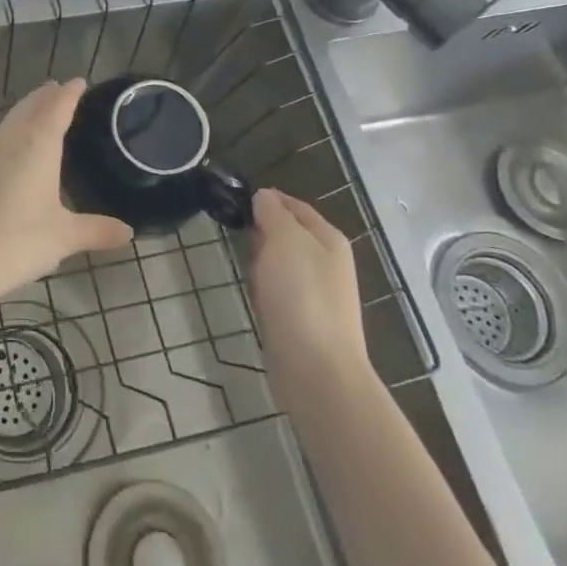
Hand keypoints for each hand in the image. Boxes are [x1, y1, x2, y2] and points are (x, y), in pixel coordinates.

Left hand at [0, 80, 133, 304]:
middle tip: (61, 89)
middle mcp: (11, 140)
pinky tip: (14, 146)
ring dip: (27, 109)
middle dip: (47, 96)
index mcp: (37, 145)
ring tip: (40, 109)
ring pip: (10, 120)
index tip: (80, 81)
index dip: (70, 93)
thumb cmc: (18, 242)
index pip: (57, 107)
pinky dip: (13, 129)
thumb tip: (129, 233)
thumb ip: (97, 230)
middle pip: (30, 107)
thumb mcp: (65, 237)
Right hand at [249, 189, 371, 410]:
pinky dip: (265, 290)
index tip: (236, 199)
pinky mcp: (304, 322)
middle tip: (237, 231)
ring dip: (262, 262)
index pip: (295, 206)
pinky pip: (279, 293)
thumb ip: (274, 213)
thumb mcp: (285, 239)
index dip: (268, 199)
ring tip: (244, 265)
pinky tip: (255, 297)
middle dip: (263, 231)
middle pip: (290, 235)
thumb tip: (264, 197)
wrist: (315, 368)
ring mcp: (318, 295)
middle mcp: (328, 264)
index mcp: (329, 239)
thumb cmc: (301, 294)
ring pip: (282, 265)